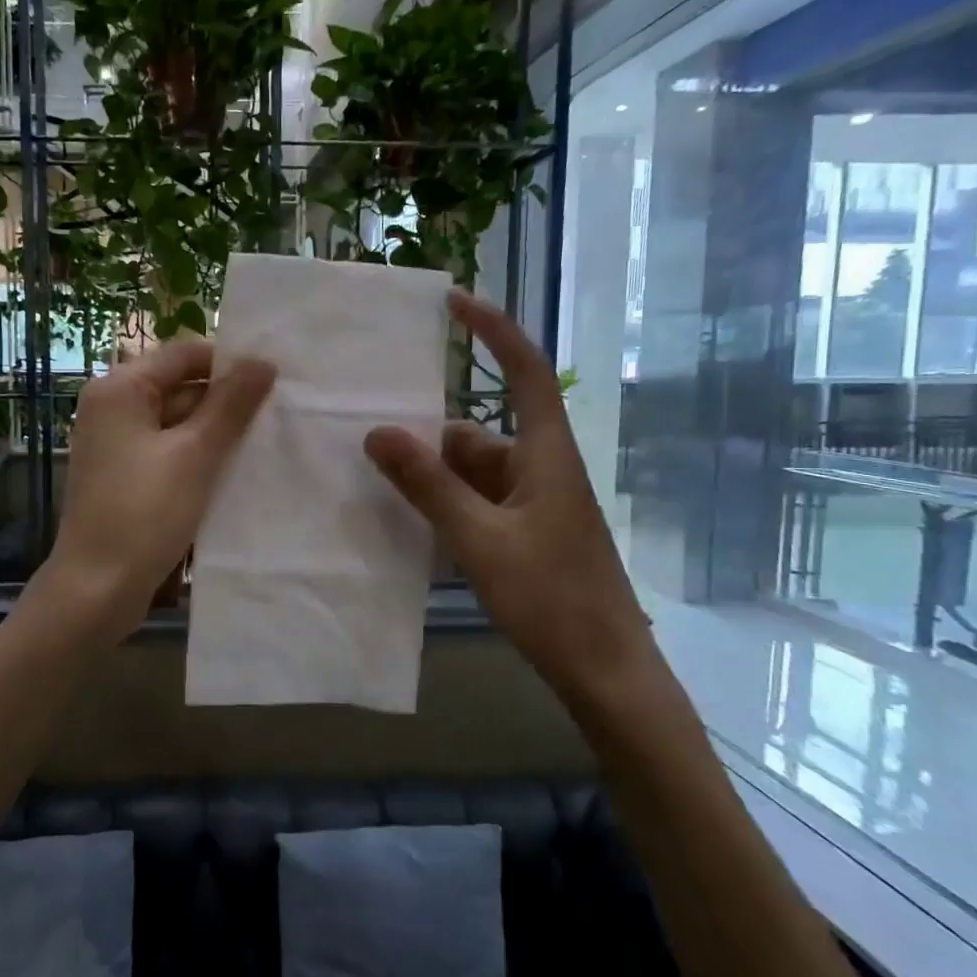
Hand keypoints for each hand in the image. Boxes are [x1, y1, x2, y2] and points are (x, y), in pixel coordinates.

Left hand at [44, 339, 275, 634]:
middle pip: (180, 387)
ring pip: (178, 423)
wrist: (96, 588)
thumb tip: (263, 362)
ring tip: (263, 445)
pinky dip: (197, 458)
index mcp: (120, 389)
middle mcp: (112, 407)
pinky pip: (168, 452)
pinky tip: (233, 473)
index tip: (273, 381)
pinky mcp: (125, 475)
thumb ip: (230, 405)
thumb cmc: (143, 513)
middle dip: (226, 402)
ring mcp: (117, 444)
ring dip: (215, 434)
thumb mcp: (195, 454)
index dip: (229, 363)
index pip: (184, 354)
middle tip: (277, 417)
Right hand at [364, 291, 659, 717]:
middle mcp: (542, 469)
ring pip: (472, 473)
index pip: (525, 370)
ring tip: (380, 493)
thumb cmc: (551, 599)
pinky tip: (412, 529)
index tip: (453, 302)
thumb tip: (377, 432)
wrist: (606, 673)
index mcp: (546, 455)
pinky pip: (477, 503)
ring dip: (433, 479)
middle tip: (370, 446)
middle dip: (428, 440)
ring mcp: (535, 505)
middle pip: (478, 433)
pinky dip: (446, 507)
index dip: (493, 330)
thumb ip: (428, 486)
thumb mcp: (478, 540)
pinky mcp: (528, 534)